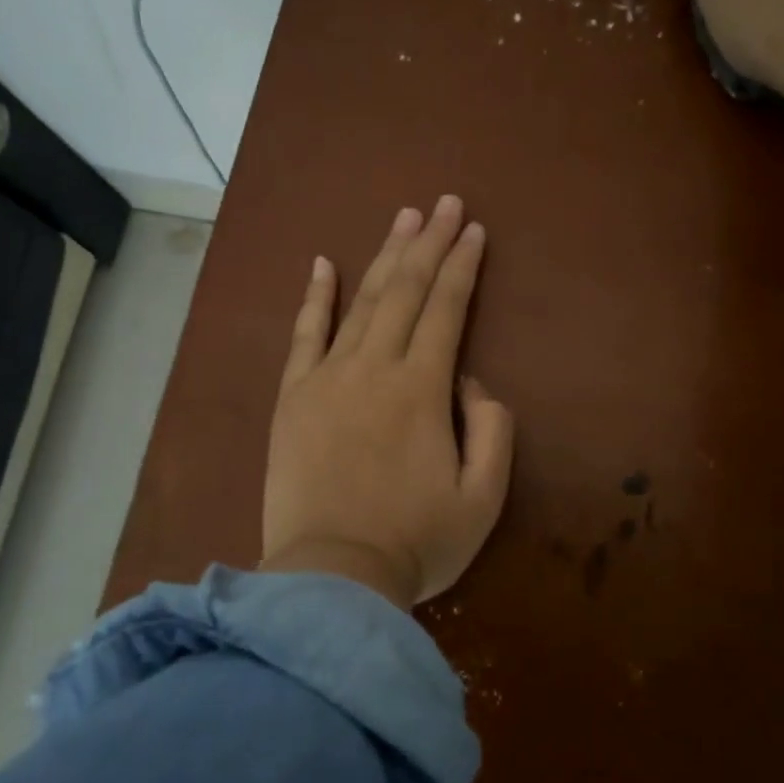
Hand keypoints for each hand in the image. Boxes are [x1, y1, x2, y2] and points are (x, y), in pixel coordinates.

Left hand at [261, 196, 514, 611]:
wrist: (330, 579)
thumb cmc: (415, 543)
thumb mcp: (483, 498)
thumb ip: (492, 429)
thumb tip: (471, 381)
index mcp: (422, 388)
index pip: (448, 309)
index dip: (463, 266)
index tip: (474, 230)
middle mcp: (374, 368)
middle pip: (406, 291)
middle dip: (429, 243)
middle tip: (444, 203)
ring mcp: (326, 378)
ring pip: (361, 301)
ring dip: (384, 256)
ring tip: (403, 218)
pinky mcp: (292, 398)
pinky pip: (304, 335)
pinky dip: (314, 297)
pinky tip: (321, 263)